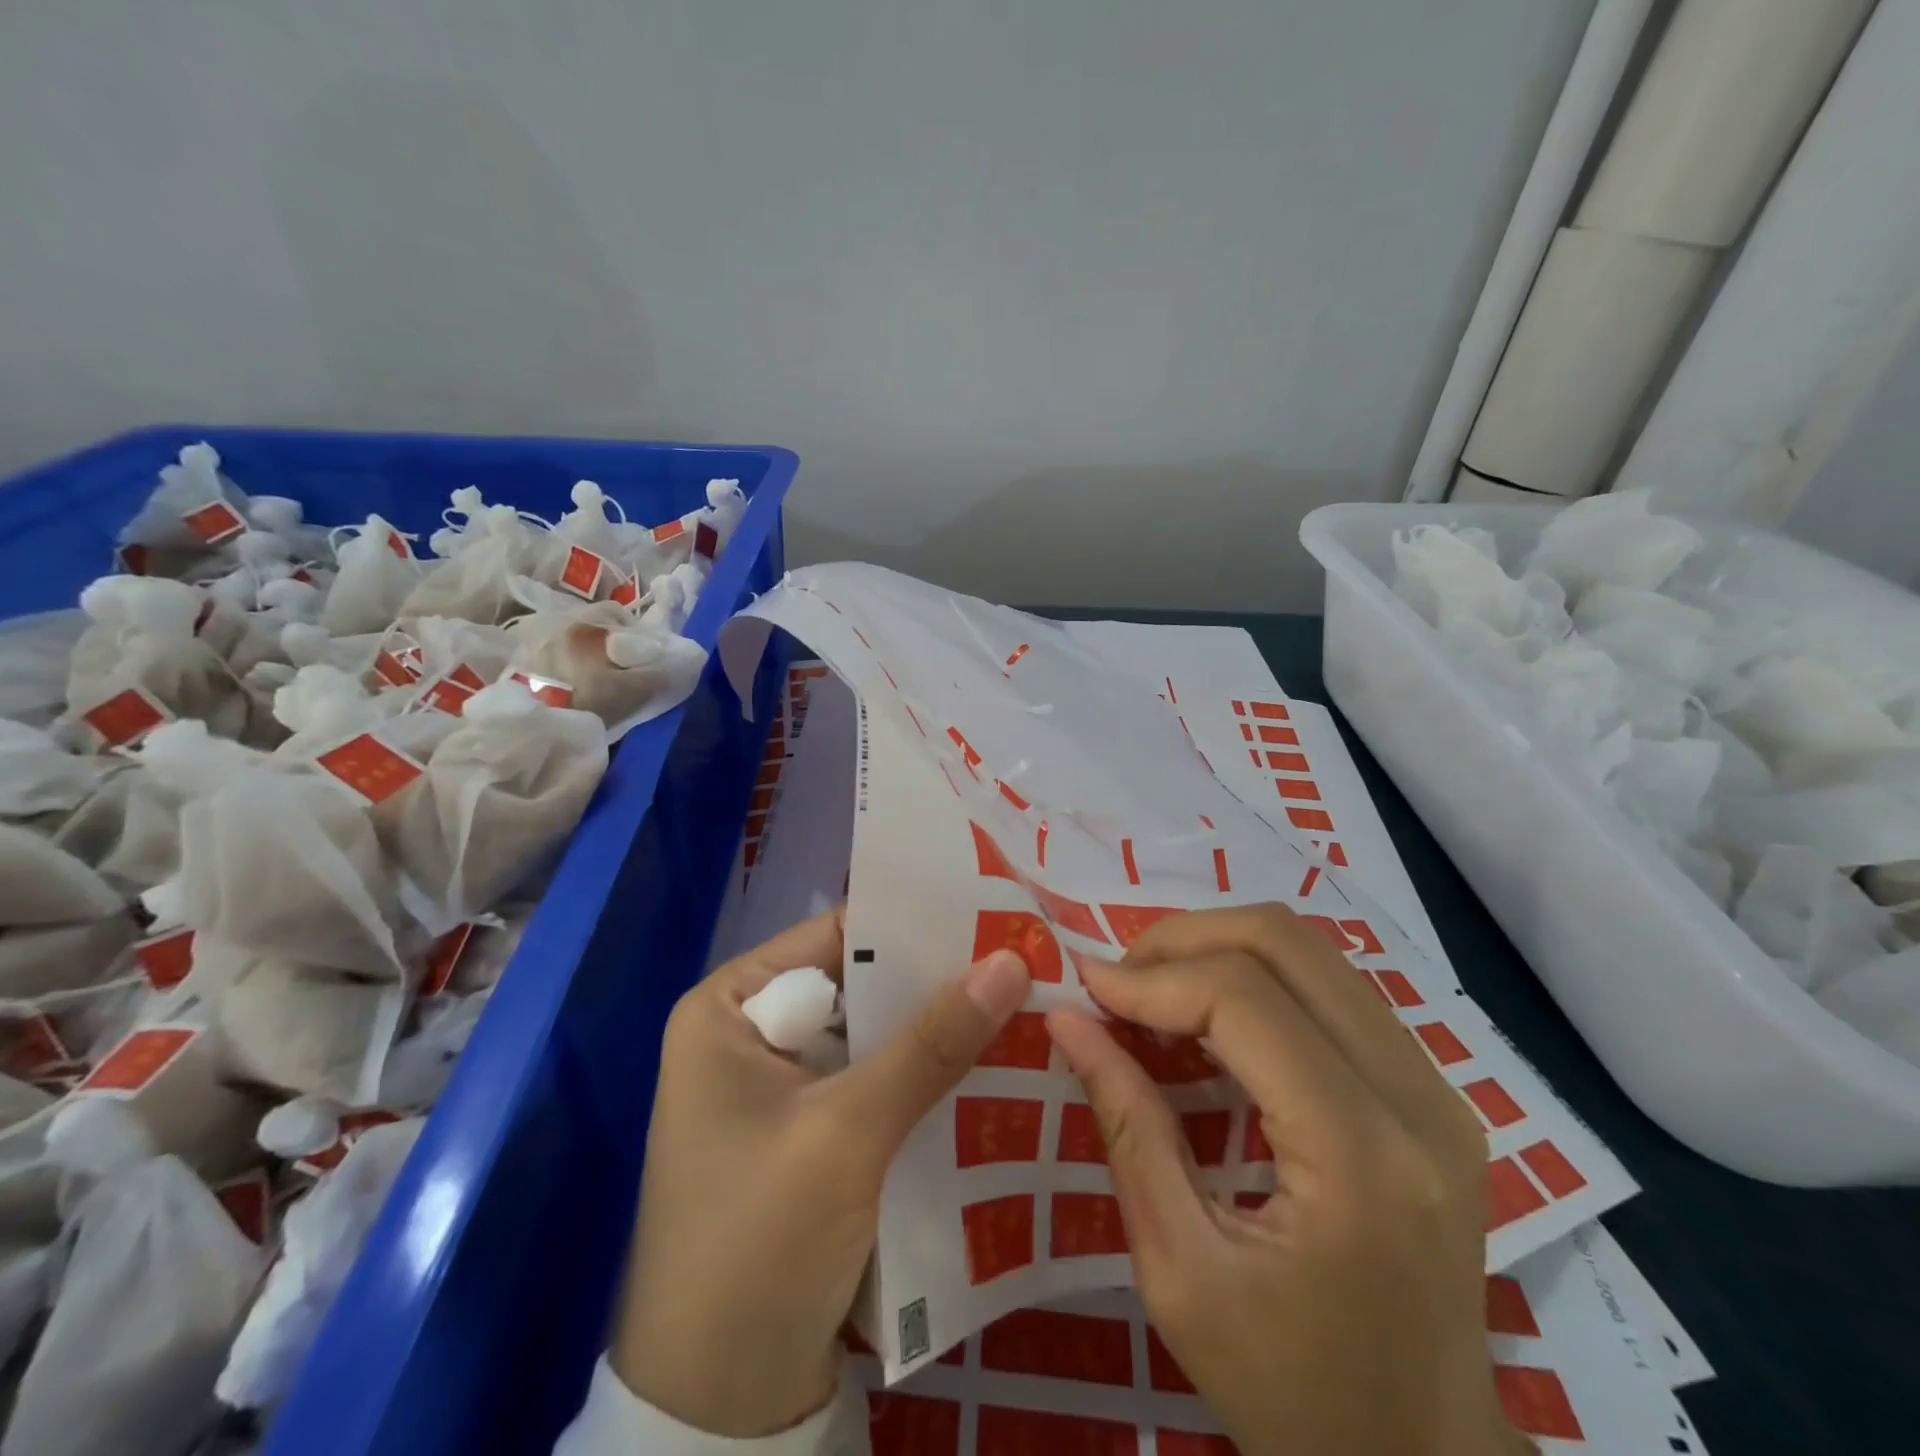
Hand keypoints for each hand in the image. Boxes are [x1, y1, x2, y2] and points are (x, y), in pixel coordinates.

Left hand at [611, 911, 1030, 1437]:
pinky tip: (989, 1067)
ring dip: (935, 1032)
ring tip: (1022, 999)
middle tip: (1020, 954)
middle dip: (932, 980)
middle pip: (857, 987)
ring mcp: (778, 1091)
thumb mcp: (848, 1131)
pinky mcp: (806, 1139)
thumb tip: (1011, 959)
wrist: (714, 1414)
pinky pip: (873, 1086)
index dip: (911, 923)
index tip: (989, 910)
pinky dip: (922, 1080)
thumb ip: (931, 1043)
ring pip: (872, 1039)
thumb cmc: (757, 1244)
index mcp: (728, 1008)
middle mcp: (748, 1035)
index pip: (833, 937)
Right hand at [1047, 904, 1527, 1455]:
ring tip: (1154, 989)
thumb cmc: (1293, 1391)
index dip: (1152, 977)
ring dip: (1219, 949)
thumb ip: (1126, 1127)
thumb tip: (1066, 1019)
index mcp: (1361, 1158)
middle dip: (1185, 938)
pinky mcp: (1432, 1090)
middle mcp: (1418, 1101)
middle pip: (1289, 943)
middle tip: (1119, 978)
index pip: (1245, 1000)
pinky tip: (1208, 1016)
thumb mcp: (1180, 1272)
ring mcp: (1439, 1089)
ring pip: (1313, 950)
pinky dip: (1256, 977)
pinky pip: (1331, 987)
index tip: (1084, 984)